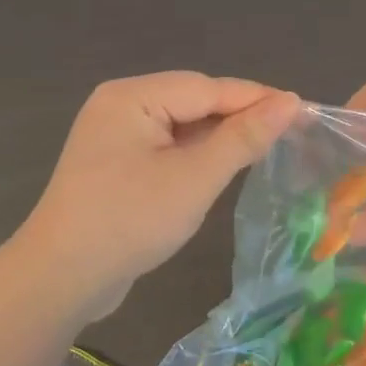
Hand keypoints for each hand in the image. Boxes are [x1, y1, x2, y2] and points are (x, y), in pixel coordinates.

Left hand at [15, 72, 300, 318]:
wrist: (61, 278)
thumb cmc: (130, 221)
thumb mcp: (193, 179)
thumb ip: (242, 138)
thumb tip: (290, 101)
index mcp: (132, 96)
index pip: (207, 87)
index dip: (257, 98)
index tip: (304, 110)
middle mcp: (120, 105)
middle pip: (192, 101)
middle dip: (238, 117)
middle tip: (289, 133)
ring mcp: (113, 135)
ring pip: (180, 125)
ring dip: (217, 138)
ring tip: (264, 148)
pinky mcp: (114, 163)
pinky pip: (164, 146)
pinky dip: (194, 155)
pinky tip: (220, 167)